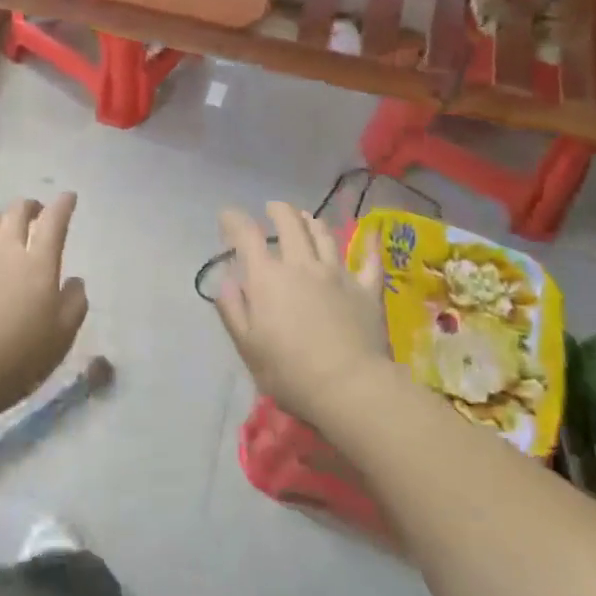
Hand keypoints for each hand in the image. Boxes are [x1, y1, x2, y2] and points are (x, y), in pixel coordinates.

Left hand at [0, 194, 87, 425]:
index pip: (54, 222)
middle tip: (36, 211)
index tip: (69, 197)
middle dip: (30, 206)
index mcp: (39, 263)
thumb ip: (75, 302)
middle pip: (18, 213)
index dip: (63, 205)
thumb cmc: (21, 354)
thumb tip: (75, 280)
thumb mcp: (63, 334)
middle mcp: (7, 251)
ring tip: (3, 221)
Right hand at [213, 202, 391, 427]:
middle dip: (278, 210)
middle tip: (272, 208)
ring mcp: (336, 274)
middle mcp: (301, 265)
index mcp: (267, 278)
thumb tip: (225, 279)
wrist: (349, 387)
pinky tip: (370, 235)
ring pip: (323, 235)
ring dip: (311, 221)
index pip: (246, 236)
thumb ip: (233, 309)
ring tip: (306, 217)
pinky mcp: (365, 290)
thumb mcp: (247, 346)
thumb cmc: (290, 372)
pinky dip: (368, 246)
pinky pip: (369, 261)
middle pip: (289, 224)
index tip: (226, 215)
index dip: (234, 219)